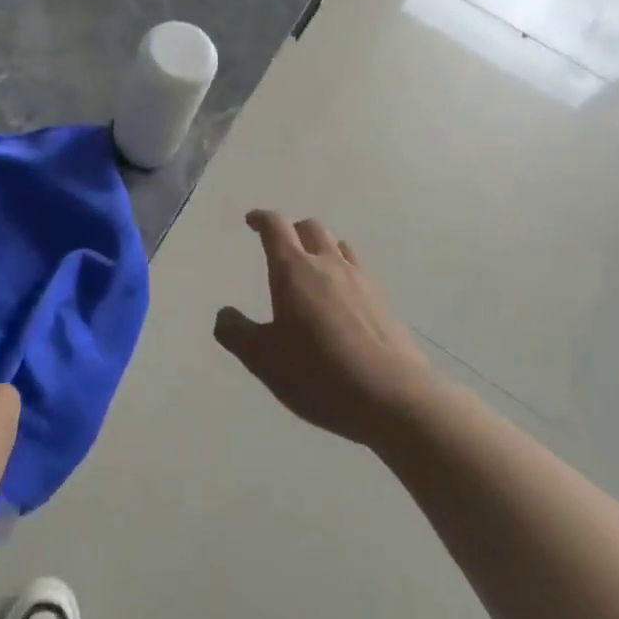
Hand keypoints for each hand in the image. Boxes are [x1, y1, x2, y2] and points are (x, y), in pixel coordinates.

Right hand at [214, 210, 435, 445]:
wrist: (394, 399)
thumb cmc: (318, 372)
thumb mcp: (262, 358)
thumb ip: (236, 333)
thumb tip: (225, 315)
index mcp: (294, 270)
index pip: (276, 227)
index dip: (261, 219)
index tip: (252, 220)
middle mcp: (329, 265)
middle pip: (311, 228)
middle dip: (293, 229)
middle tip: (281, 244)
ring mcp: (362, 282)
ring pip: (340, 246)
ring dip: (323, 248)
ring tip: (314, 267)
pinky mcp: (385, 304)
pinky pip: (361, 273)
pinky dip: (345, 273)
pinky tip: (343, 300)